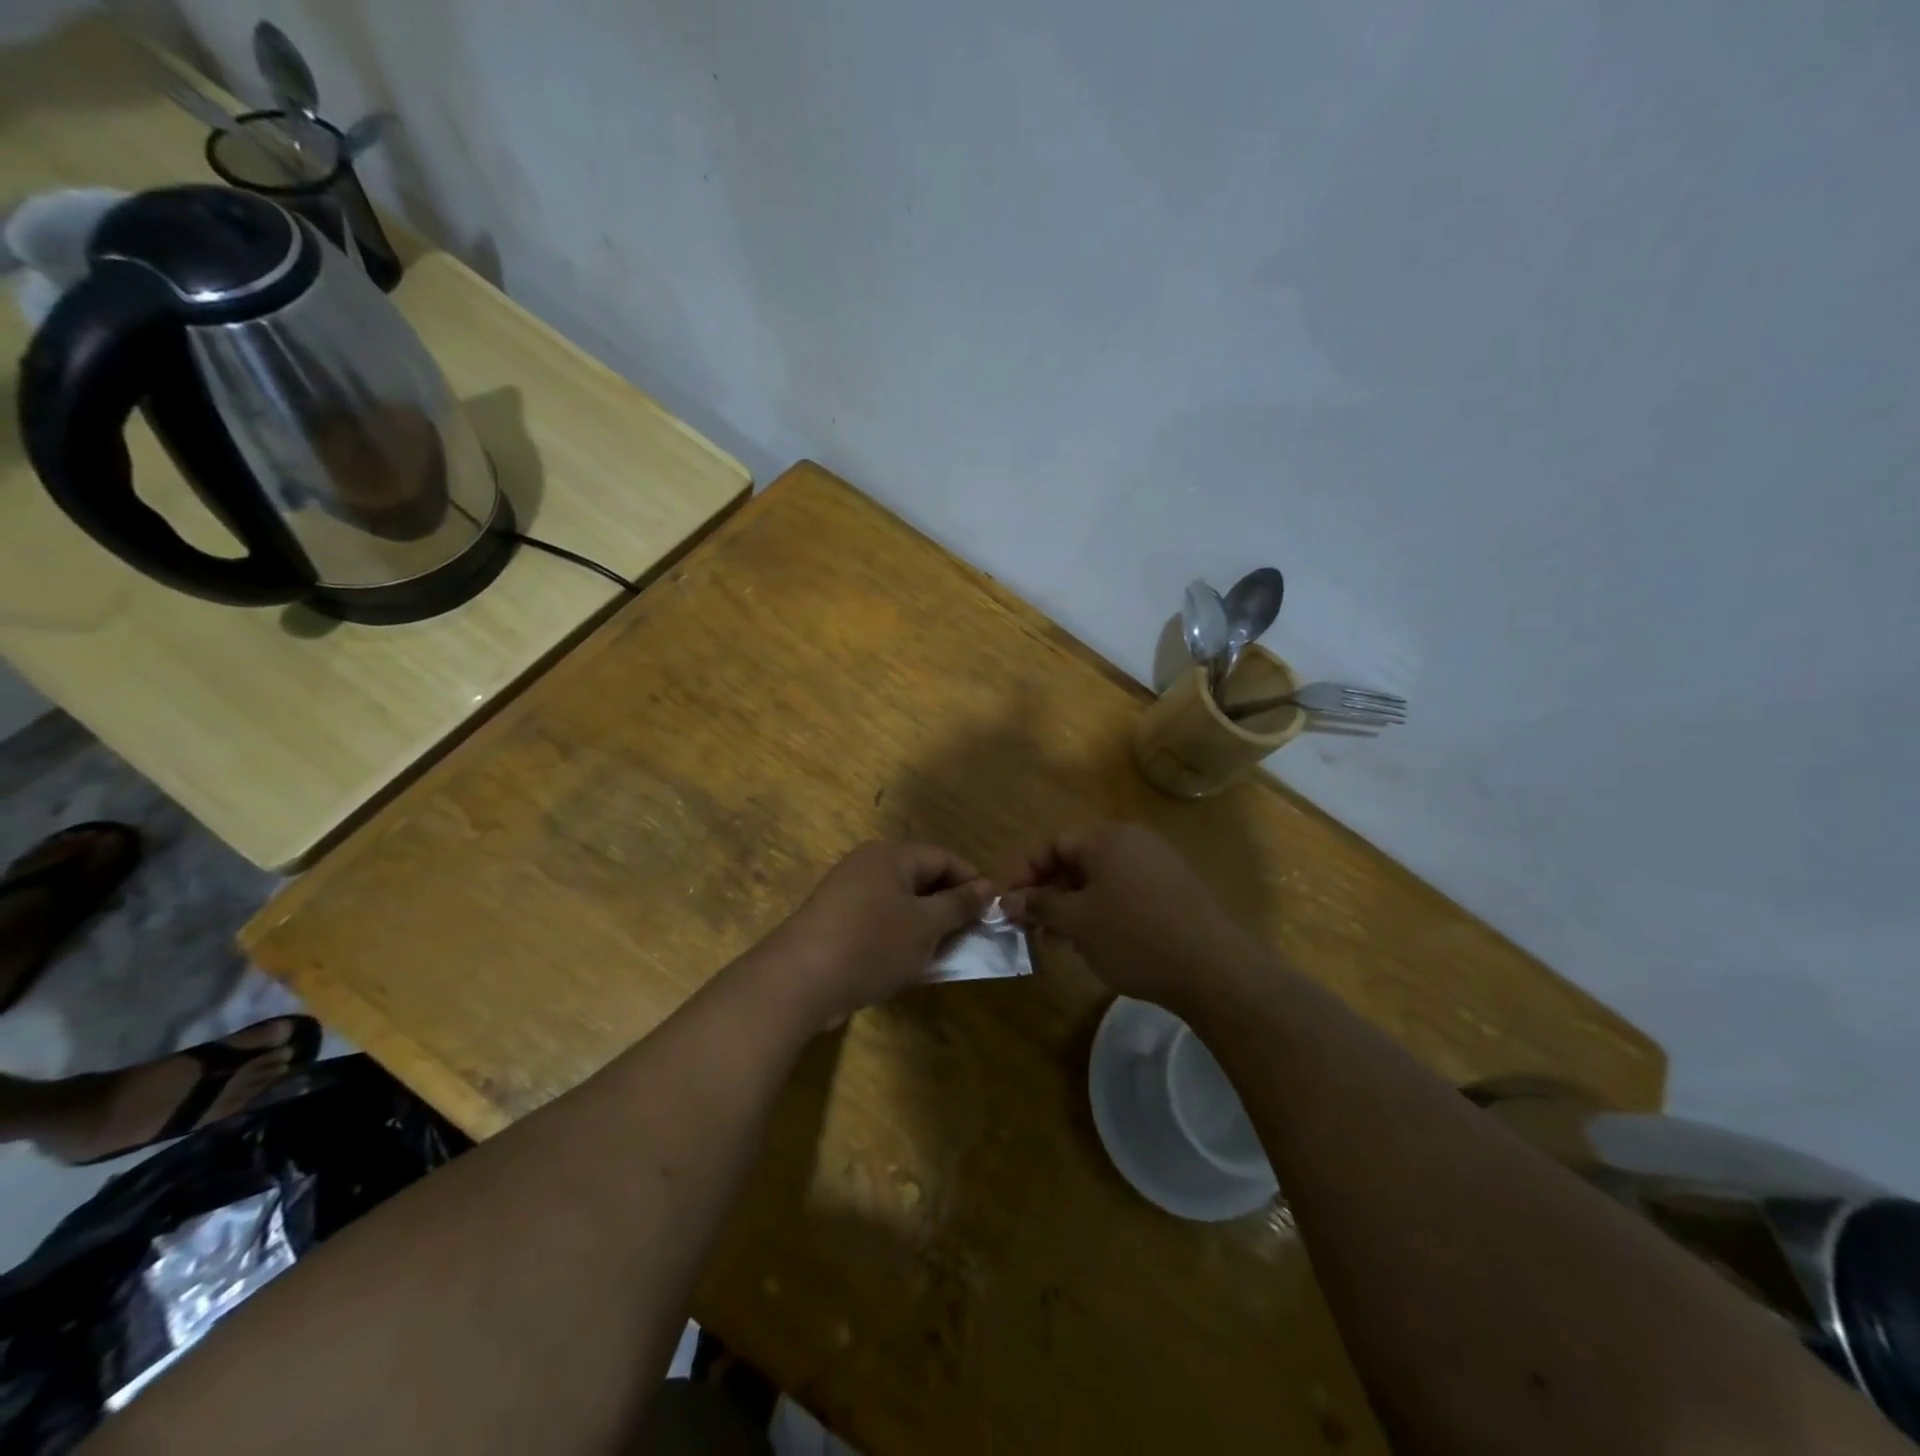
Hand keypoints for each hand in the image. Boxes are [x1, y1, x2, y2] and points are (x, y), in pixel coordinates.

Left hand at [760, 842, 992, 1027]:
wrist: (799, 981)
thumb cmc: (871, 944)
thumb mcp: (925, 925)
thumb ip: (959, 905)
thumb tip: (988, 887)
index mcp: (891, 855)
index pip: (944, 858)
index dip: (972, 883)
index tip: (992, 914)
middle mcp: (868, 866)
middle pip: (922, 879)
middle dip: (949, 907)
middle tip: (972, 937)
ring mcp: (849, 894)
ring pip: (902, 904)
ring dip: (926, 927)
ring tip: (945, 954)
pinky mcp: (837, 923)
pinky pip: (880, 922)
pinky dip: (900, 938)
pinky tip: (911, 965)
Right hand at [1001, 823, 1256, 1007]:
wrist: (1212, 968)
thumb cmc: (1133, 937)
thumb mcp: (1077, 922)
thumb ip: (1039, 905)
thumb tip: (1007, 900)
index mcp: (1107, 838)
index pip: (1054, 845)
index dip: (1027, 874)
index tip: (1010, 904)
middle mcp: (1134, 841)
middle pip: (1078, 861)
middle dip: (1050, 893)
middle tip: (1033, 927)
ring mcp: (1159, 863)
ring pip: (1102, 879)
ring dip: (1074, 906)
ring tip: (1060, 941)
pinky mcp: (1175, 889)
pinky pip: (1126, 891)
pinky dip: (1103, 910)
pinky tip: (1097, 941)